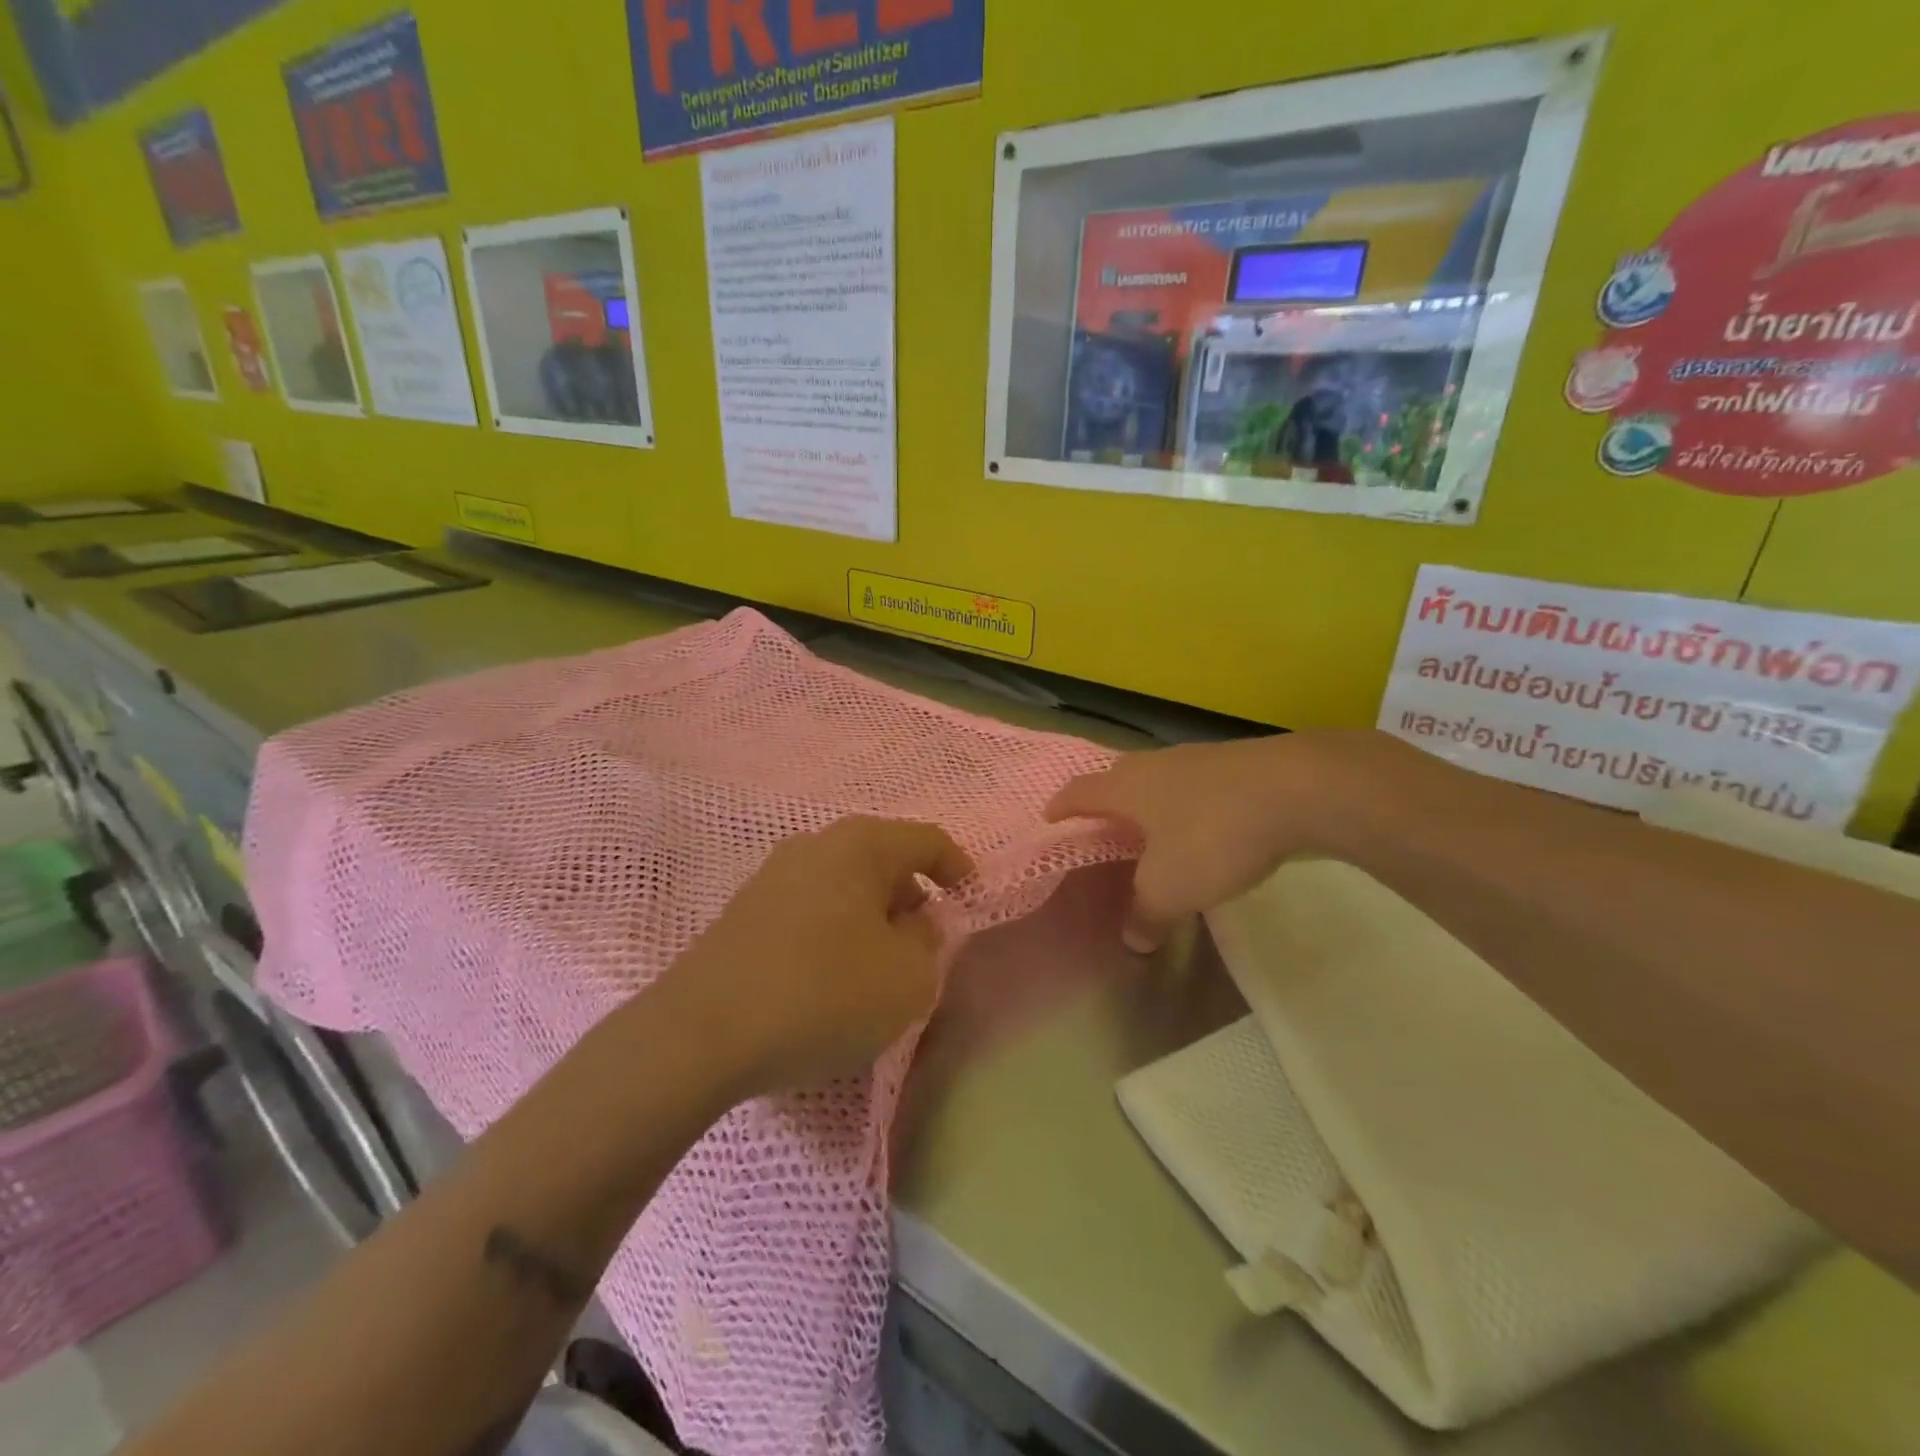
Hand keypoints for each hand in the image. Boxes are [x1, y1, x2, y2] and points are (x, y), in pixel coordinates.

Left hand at [656, 816, 973, 1097]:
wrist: (702, 1033)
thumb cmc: (824, 993)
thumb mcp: (908, 977)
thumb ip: (929, 942)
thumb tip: (916, 924)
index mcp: (861, 844)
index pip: (928, 840)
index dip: (959, 870)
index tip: (970, 905)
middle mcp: (815, 845)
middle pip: (883, 861)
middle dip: (912, 899)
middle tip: (924, 947)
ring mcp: (772, 876)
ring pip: (844, 887)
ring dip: (871, 919)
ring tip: (878, 968)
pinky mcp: (744, 912)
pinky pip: (810, 910)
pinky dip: (834, 933)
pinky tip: (829, 979)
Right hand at [1046, 731, 1413, 951]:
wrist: (1300, 789)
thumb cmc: (1213, 835)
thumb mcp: (1171, 888)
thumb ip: (1146, 914)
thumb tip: (1133, 940)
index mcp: (1127, 787)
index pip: (1079, 792)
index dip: (1061, 806)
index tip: (1050, 818)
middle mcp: (1156, 764)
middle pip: (1118, 778)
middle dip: (1107, 801)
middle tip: (1104, 827)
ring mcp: (1199, 759)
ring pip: (1161, 779)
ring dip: (1153, 802)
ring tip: (1156, 830)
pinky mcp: (1239, 764)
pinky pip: (1198, 784)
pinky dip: (1191, 804)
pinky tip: (1208, 827)